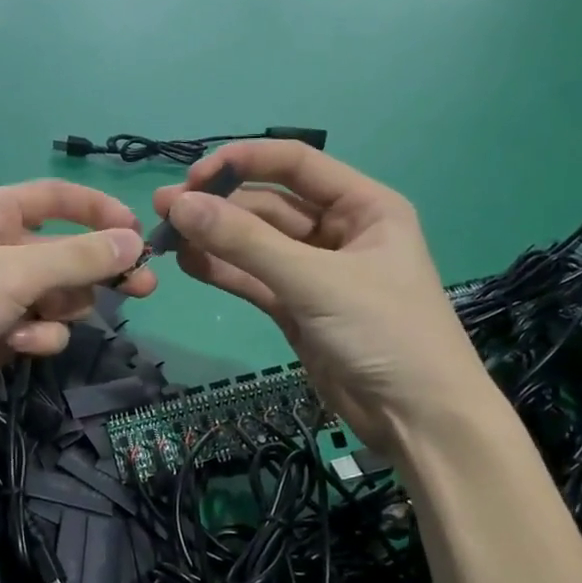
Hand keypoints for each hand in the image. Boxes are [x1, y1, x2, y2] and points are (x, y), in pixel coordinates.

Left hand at [0, 180, 154, 438]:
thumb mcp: (14, 272)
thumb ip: (78, 258)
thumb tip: (135, 240)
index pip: (57, 198)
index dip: (99, 210)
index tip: (138, 232)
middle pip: (67, 252)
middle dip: (98, 270)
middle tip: (143, 288)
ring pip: (59, 295)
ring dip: (60, 309)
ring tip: (39, 321)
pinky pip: (41, 328)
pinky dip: (37, 336)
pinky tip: (18, 345)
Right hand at [153, 141, 487, 456]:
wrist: (418, 421)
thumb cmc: (385, 334)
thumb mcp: (316, 282)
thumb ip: (245, 243)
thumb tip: (180, 204)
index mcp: (363, 206)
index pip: (295, 164)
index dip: (243, 161)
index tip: (192, 177)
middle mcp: (338, 231)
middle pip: (268, 204)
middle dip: (218, 205)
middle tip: (163, 210)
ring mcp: (314, 272)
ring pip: (255, 244)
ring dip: (214, 239)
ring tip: (164, 237)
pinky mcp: (296, 308)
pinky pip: (253, 279)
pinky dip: (222, 271)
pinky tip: (187, 264)